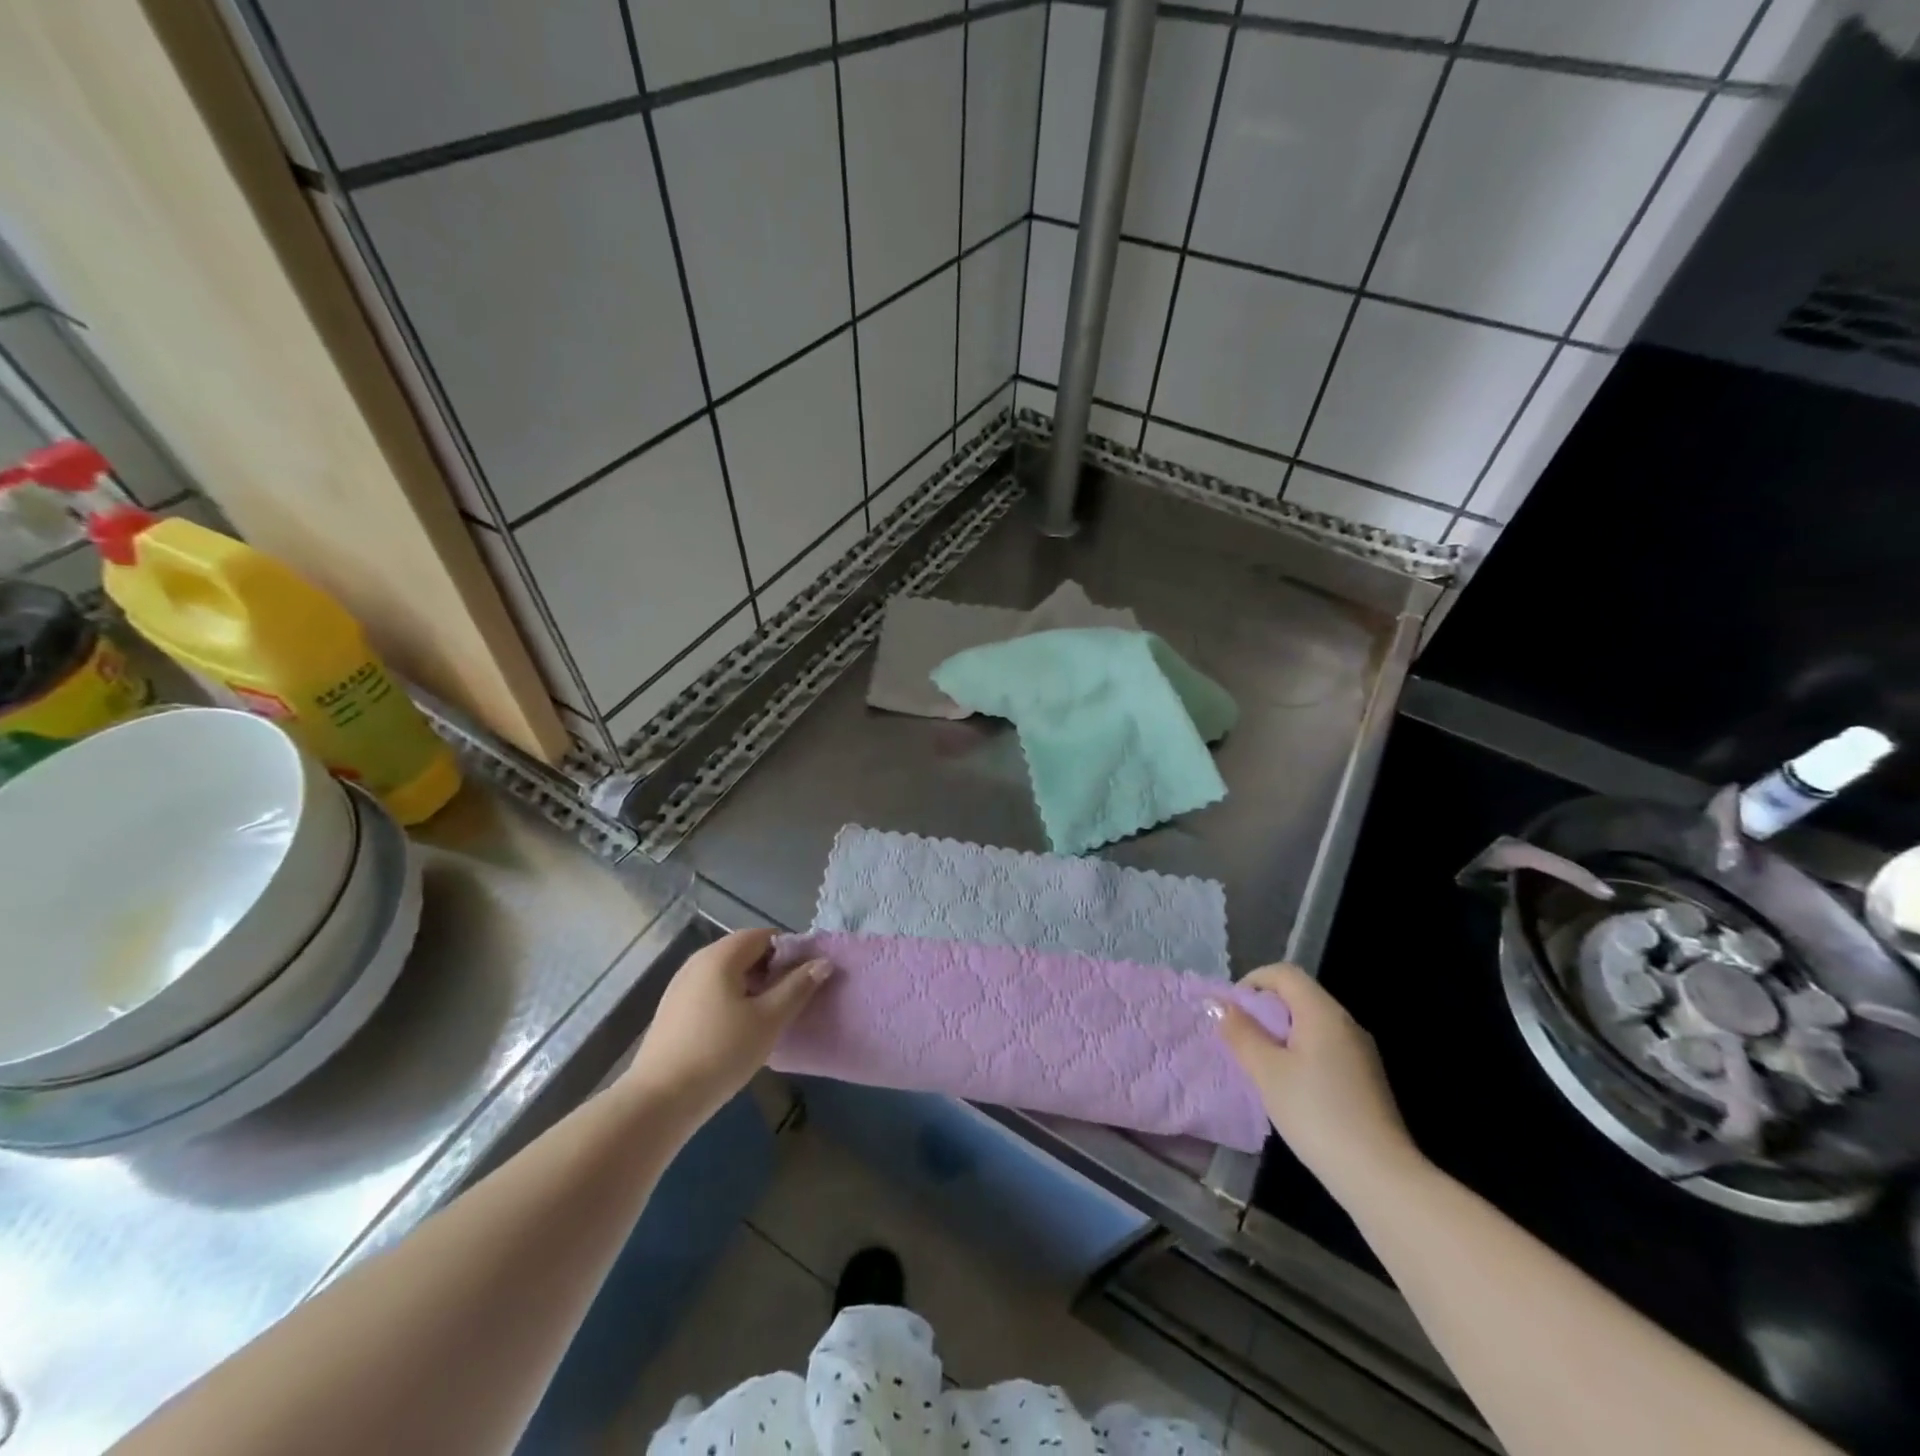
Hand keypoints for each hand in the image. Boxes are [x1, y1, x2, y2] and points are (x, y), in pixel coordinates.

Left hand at [621, 929, 830, 1127]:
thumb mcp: (769, 1019)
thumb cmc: (721, 1052)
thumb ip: (798, 986)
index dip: (790, 952)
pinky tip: (738, 1030)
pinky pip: (711, 991)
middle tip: (791, 999)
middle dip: (772, 970)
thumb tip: (823, 962)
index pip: (765, 935)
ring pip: (728, 973)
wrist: (660, 1100)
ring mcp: (681, 985)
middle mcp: (698, 961)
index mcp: (721, 955)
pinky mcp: (672, 1009)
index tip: (805, 979)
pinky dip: (731, 999)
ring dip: (752, 987)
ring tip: (768, 1017)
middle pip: (745, 952)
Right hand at [1215, 964, 1424, 1202]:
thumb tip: (1220, 1005)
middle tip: (1240, 1038)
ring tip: (1260, 1063)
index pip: (1285, 973)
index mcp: (1323, 1013)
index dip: (1253, 981)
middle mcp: (1346, 1023)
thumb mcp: (1267, 1072)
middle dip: (1265, 1009)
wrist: (1380, 1177)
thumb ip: (1241, 1033)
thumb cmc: (1316, 1114)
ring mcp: (1360, 1052)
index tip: (1232, 1010)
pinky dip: (1300, 1052)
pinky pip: (1325, 1047)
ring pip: (1312, 1023)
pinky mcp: (1365, 1078)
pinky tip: (1290, 1086)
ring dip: (1281, 1033)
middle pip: (1299, 996)